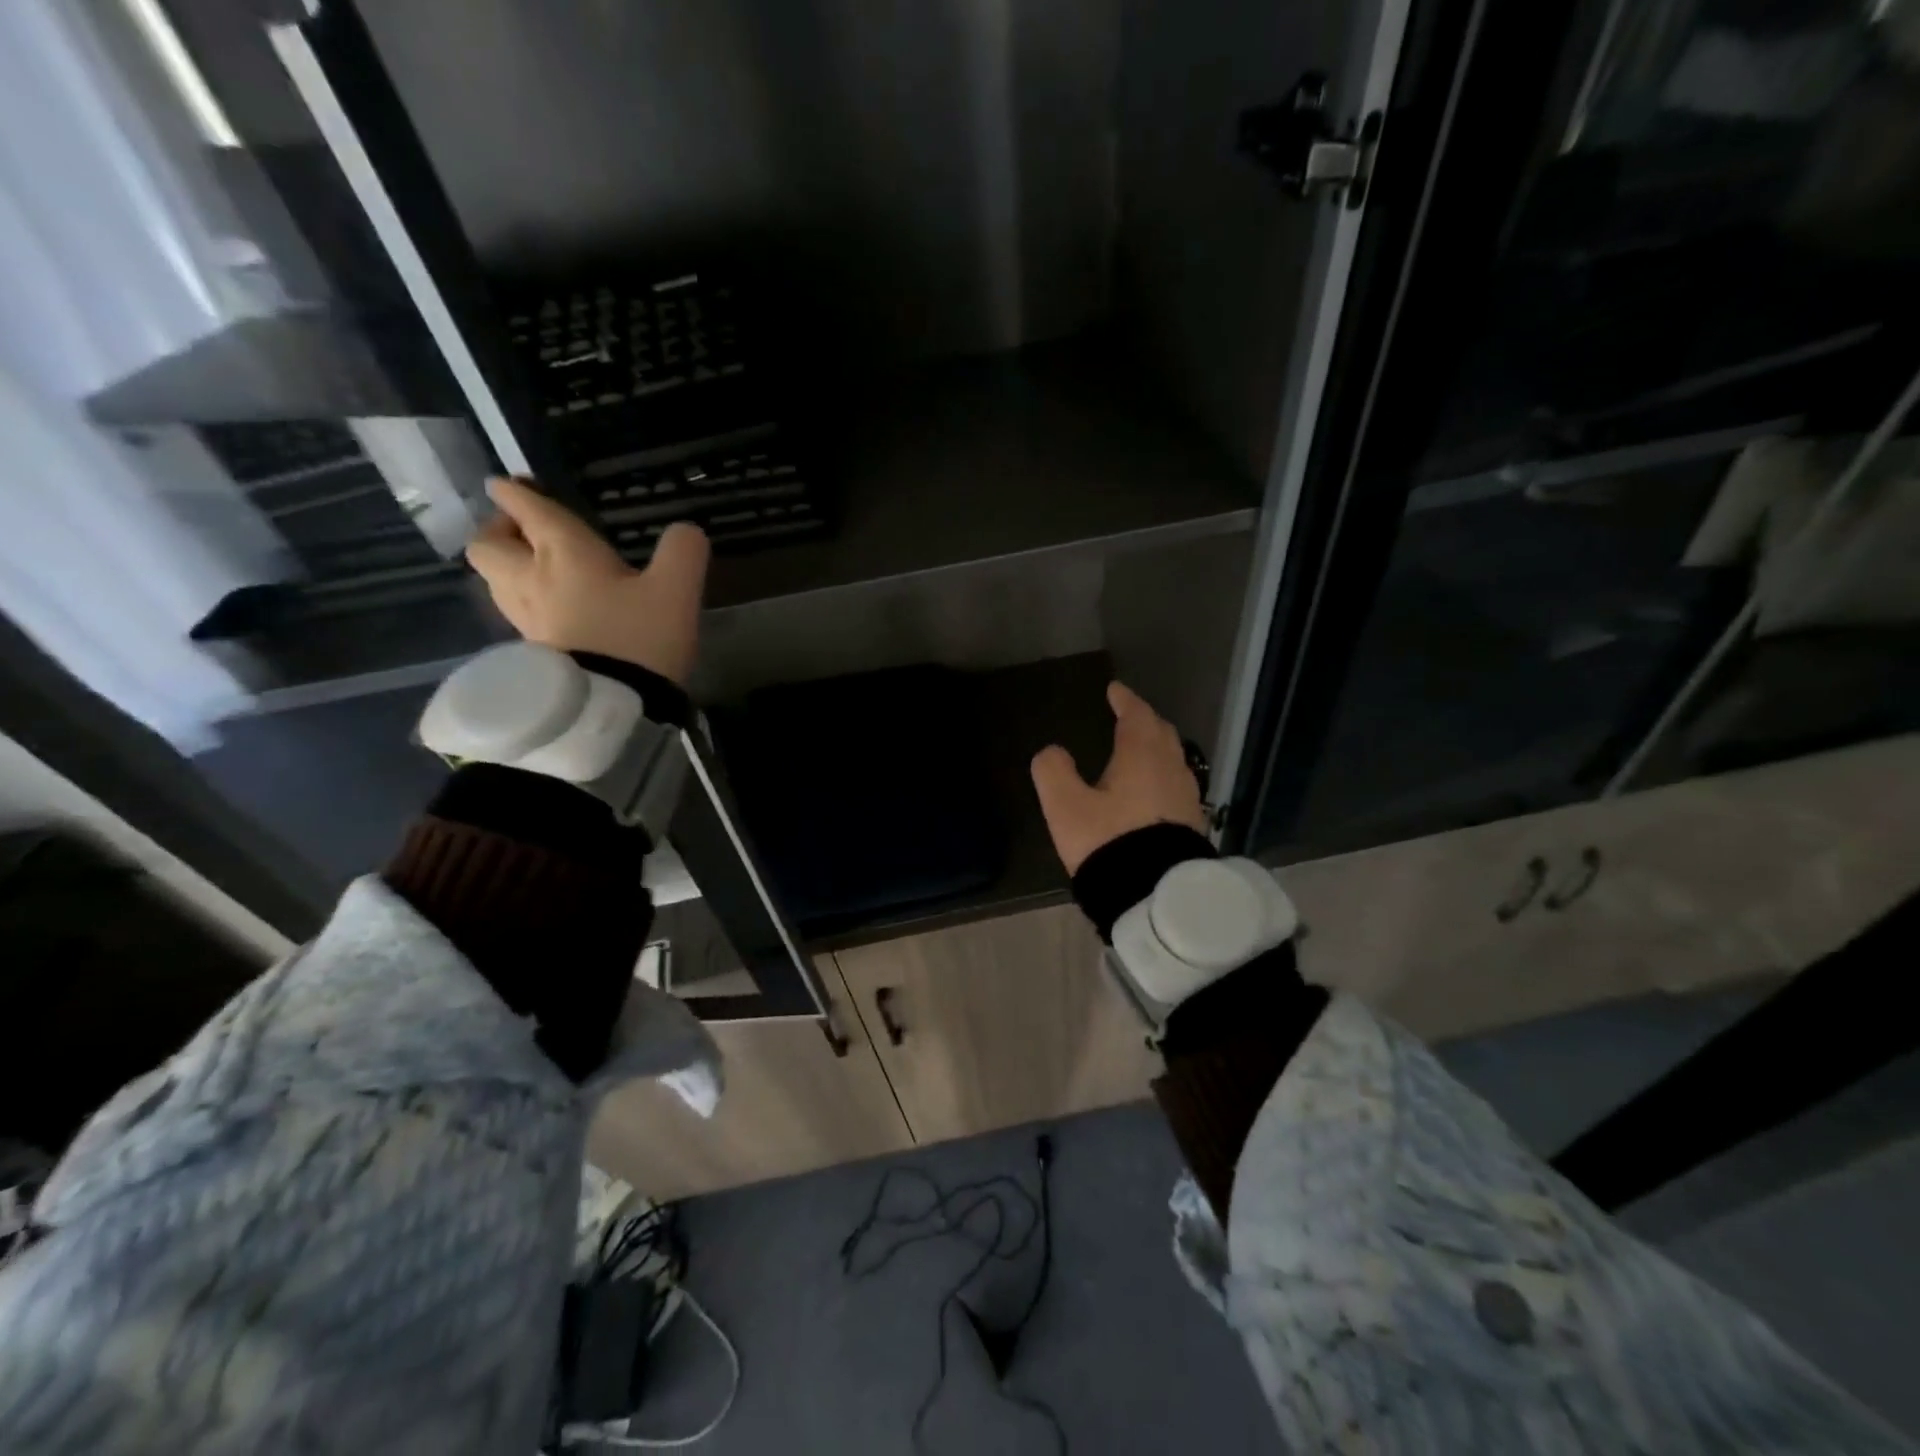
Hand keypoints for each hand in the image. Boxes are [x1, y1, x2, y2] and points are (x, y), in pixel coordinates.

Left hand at [465, 476, 709, 684]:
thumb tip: (685, 531)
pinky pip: (515, 613)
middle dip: (498, 531)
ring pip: (494, 581)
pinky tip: (550, 611)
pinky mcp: (532, 653)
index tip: (508, 484)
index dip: (516, 492)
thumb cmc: (640, 638)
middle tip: (522, 533)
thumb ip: (683, 551)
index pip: (528, 510)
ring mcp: (526, 619)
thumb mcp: (677, 589)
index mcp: (564, 553)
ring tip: (533, 570)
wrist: (613, 707)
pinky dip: (524, 602)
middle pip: (487, 546)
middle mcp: (532, 579)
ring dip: (507, 568)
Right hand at [1030, 682, 1206, 875]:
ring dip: (1157, 747)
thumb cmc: (1108, 841)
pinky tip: (1153, 790)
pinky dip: (1163, 775)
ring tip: (1140, 749)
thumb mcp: (1066, 806)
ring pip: (1173, 758)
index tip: (1115, 690)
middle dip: (1145, 720)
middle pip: (1161, 733)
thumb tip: (1052, 752)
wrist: (1154, 893)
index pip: (1136, 715)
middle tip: (1129, 715)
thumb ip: (1053, 772)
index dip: (1125, 700)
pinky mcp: (1192, 823)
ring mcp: (1186, 796)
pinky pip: (1177, 784)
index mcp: (1141, 755)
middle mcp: (1170, 768)